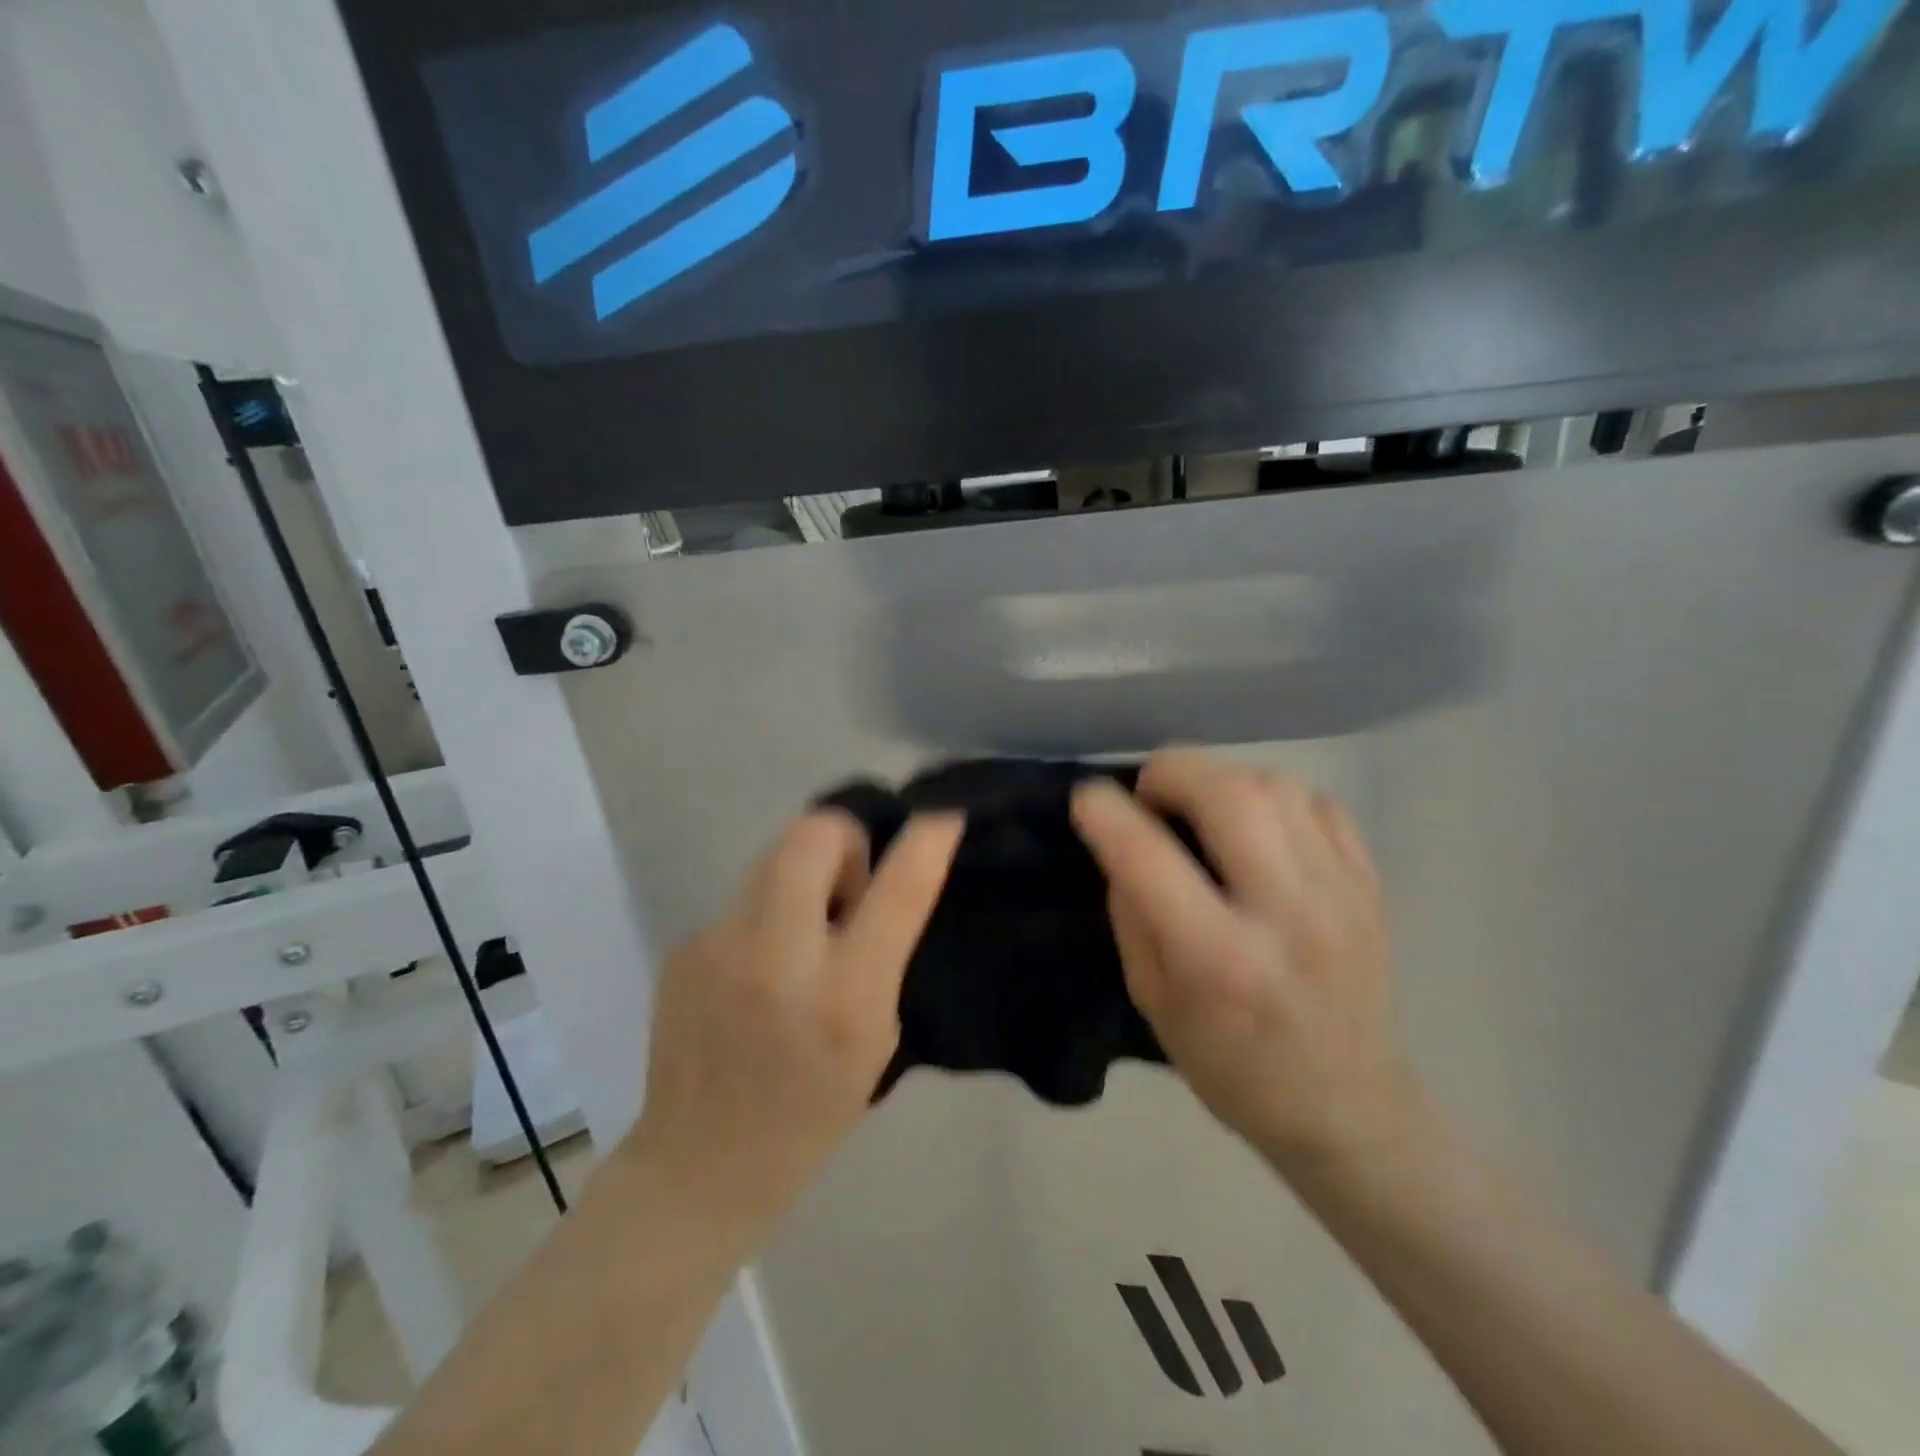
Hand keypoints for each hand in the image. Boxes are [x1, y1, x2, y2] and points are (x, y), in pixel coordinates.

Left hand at [623, 810, 963, 1244]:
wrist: (698, 1166)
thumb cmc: (809, 1114)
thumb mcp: (874, 1038)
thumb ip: (880, 956)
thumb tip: (874, 887)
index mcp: (844, 995)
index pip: (898, 890)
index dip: (927, 839)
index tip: (943, 811)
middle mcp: (777, 957)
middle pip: (812, 833)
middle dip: (844, 838)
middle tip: (850, 887)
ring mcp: (718, 945)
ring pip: (772, 855)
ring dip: (803, 873)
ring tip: (804, 926)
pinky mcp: (683, 946)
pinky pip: (742, 898)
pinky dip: (766, 913)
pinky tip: (757, 965)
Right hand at [1072, 752, 1410, 1172]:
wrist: (1346, 1106)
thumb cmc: (1231, 1065)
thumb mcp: (1153, 1001)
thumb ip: (1134, 913)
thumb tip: (1125, 841)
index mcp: (1219, 961)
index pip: (1149, 859)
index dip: (1106, 814)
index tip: (1087, 799)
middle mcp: (1286, 916)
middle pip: (1230, 795)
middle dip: (1173, 771)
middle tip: (1150, 793)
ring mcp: (1340, 895)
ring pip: (1277, 786)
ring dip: (1222, 781)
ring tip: (1202, 809)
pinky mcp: (1370, 886)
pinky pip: (1320, 804)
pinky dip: (1275, 799)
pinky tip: (1258, 830)